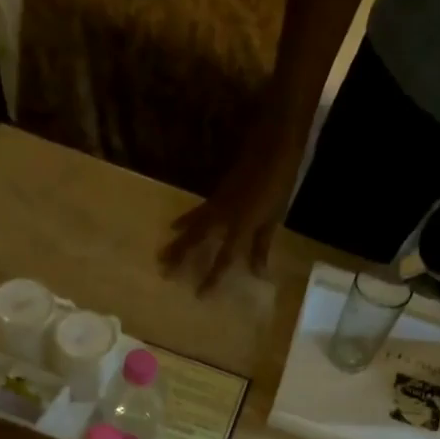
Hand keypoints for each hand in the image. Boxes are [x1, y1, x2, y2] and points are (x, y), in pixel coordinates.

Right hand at [159, 105, 306, 293]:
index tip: (199, 296)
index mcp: (240, 226)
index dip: (212, 278)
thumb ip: (261, 245)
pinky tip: (175, 226)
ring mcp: (216, 203)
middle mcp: (223, 217)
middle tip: (163, 272)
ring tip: (161, 254)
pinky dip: (185, 221)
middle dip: (180, 257)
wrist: (273, 143)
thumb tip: (257, 273)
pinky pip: (196, 213)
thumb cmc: (278, 183)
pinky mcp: (216, 194)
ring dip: (176, 241)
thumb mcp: (273, 218)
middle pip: (197, 241)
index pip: (223, 259)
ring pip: (192, 226)